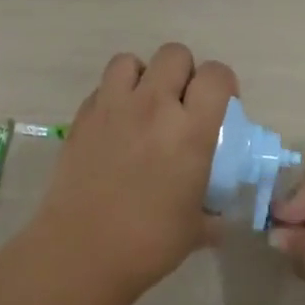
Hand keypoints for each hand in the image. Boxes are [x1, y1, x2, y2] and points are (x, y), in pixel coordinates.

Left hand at [29, 44, 239, 300]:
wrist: (82, 250)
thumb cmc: (149, 242)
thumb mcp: (196, 229)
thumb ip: (213, 214)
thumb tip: (219, 218)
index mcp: (190, 130)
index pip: (216, 75)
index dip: (222, 84)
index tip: (220, 105)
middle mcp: (152, 106)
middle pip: (174, 54)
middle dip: (184, 73)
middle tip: (181, 104)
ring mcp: (112, 107)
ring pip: (130, 60)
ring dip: (143, 76)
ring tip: (143, 105)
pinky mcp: (82, 117)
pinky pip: (101, 87)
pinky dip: (112, 96)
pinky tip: (115, 126)